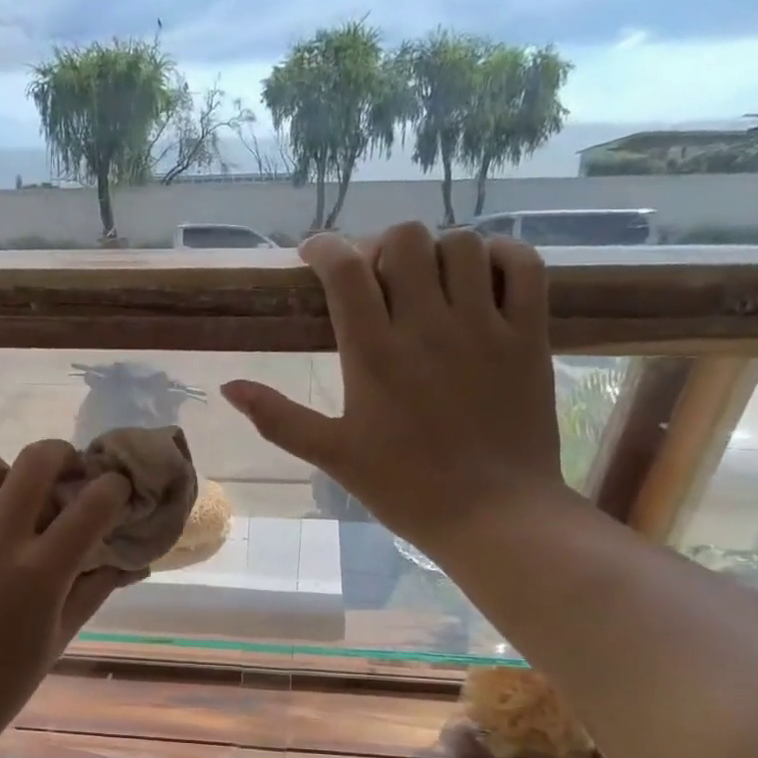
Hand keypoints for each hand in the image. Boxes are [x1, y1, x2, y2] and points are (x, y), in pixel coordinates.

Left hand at [0, 441, 140, 757]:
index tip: (115, 489)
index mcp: (40, 572)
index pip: (92, 504)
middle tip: (65, 472)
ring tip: (5, 495)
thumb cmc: (3, 682)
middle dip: (62, 455)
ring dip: (3, 471)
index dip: (114, 487)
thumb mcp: (59, 637)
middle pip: (36, 461)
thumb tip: (128, 559)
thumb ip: (94, 589)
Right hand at [221, 223, 569, 555]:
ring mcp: (484, 326)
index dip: (324, 249)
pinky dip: (501, 255)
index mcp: (374, 354)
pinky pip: (523, 265)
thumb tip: (228, 387)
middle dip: (380, 246)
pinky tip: (482, 275)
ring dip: (436, 252)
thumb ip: (277, 418)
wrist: (493, 516)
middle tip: (373, 276)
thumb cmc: (405, 488)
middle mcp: (428, 326)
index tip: (313, 256)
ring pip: (462, 245)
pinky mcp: (529, 335)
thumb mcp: (332, 455)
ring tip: (425, 281)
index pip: (345, 270)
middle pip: (405, 241)